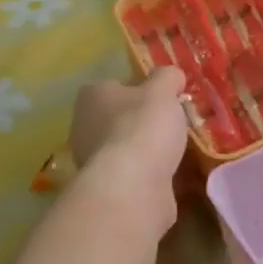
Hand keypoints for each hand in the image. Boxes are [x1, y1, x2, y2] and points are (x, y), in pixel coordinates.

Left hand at [68, 68, 188, 230]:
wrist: (132, 187)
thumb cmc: (143, 128)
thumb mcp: (162, 91)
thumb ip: (168, 77)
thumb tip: (172, 75)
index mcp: (92, 96)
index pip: (115, 85)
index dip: (140, 88)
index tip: (164, 97)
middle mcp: (84, 126)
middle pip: (119, 117)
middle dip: (143, 121)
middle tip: (174, 123)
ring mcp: (93, 160)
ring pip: (126, 147)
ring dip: (147, 149)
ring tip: (178, 150)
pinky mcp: (107, 188)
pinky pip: (133, 173)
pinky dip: (150, 173)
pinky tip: (171, 174)